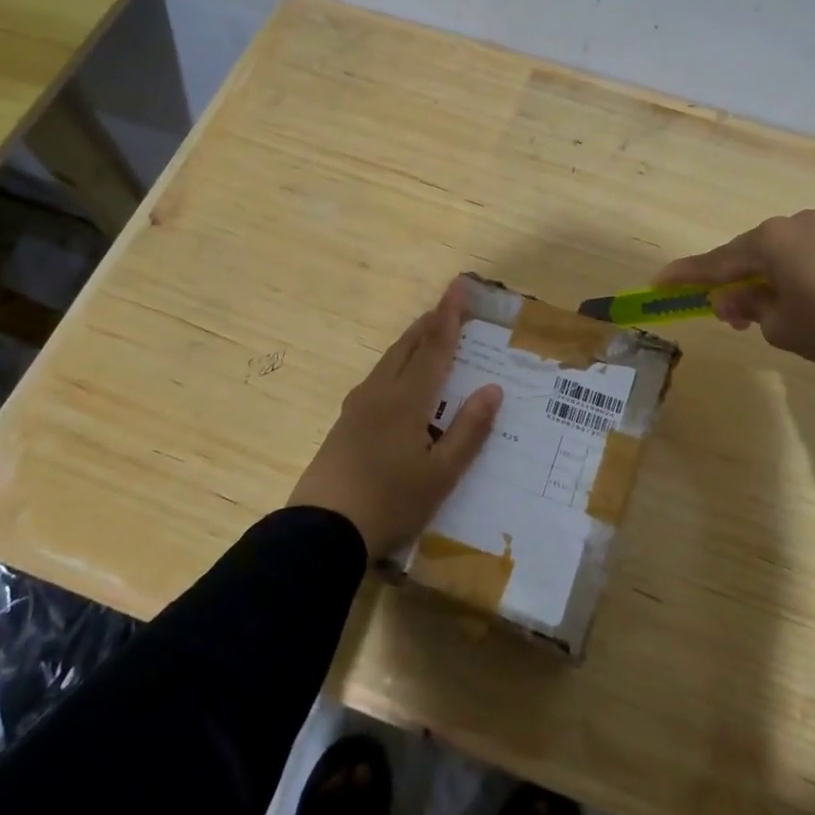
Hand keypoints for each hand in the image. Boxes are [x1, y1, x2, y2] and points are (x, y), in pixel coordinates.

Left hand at [287, 277, 502, 558]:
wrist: (321, 530)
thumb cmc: (390, 502)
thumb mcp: (440, 474)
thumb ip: (468, 430)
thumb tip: (492, 389)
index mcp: (407, 400)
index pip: (435, 348)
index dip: (450, 316)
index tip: (458, 285)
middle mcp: (380, 393)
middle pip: (407, 347)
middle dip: (429, 322)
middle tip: (447, 304)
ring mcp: (357, 407)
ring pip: (389, 361)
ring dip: (411, 341)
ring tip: (426, 332)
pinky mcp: (344, 424)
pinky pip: (376, 378)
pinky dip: (396, 363)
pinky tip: (396, 378)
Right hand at [657, 210, 814, 402]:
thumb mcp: (781, 326)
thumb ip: (750, 309)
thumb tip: (736, 299)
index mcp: (769, 241)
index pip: (716, 262)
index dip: (685, 275)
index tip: (659, 281)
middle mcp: (794, 225)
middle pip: (750, 254)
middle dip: (735, 282)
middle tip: (729, 314)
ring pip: (784, 253)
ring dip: (770, 279)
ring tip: (775, 312)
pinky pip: (813, 256)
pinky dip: (800, 275)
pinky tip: (813, 301)